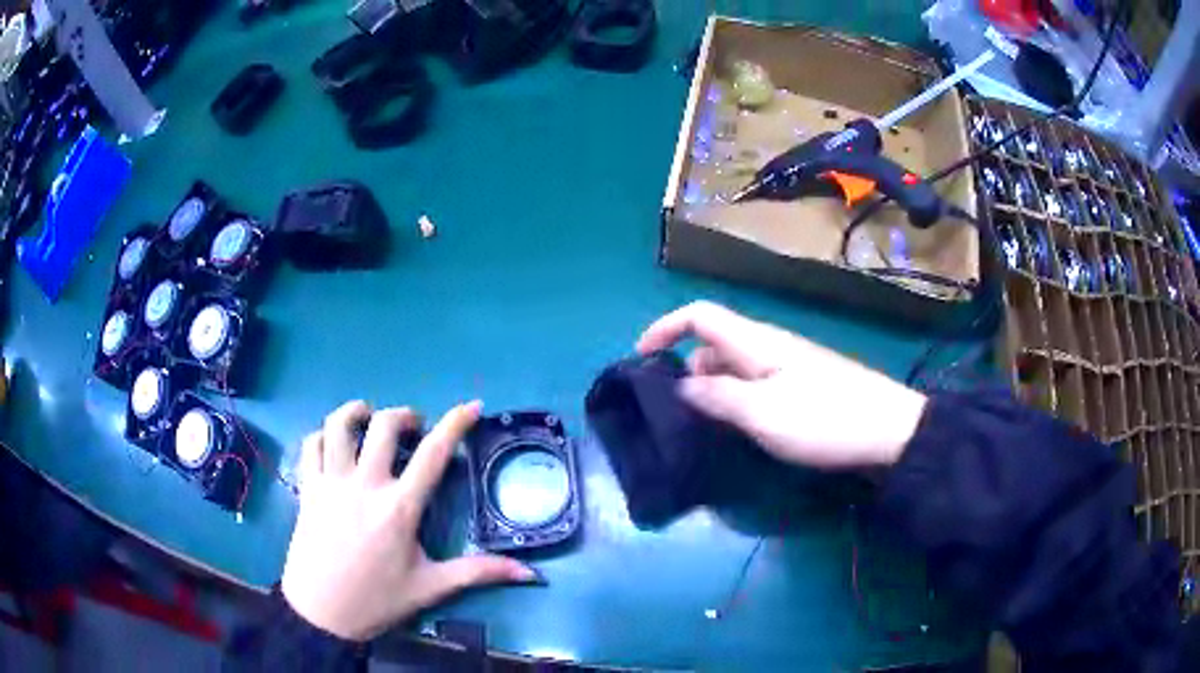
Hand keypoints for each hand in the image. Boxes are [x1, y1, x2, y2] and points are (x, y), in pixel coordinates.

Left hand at [281, 400, 538, 641]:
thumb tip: (530, 573)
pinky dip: (323, 434)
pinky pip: (311, 445)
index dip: (455, 423)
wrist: (320, 613)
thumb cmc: (377, 601)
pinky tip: (334, 444)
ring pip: (339, 425)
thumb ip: (478, 573)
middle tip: (414, 427)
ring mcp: (331, 483)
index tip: (472, 406)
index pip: (433, 454)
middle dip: (405, 415)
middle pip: (383, 425)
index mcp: (399, 508)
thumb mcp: (430, 588)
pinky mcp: (307, 488)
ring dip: (357, 412)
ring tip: (368, 417)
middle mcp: (364, 485)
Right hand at [637, 301, 926, 469]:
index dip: (665, 327)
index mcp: (755, 341)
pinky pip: (753, 383)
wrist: (888, 430)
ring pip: (734, 366)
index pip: (699, 315)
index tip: (641, 358)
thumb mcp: (761, 413)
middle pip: (713, 342)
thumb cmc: (823, 419)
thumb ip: (716, 396)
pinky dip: (735, 398)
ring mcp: (787, 365)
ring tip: (701, 427)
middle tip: (674, 411)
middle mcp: (768, 345)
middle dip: (685, 368)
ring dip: (711, 388)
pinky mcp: (800, 385)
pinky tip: (738, 427)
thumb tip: (681, 384)